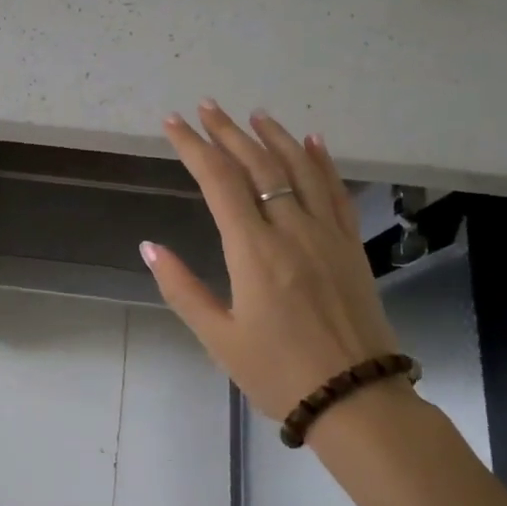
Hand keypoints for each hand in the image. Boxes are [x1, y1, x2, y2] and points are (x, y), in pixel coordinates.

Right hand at [142, 102, 403, 421]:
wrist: (356, 399)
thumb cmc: (278, 372)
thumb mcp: (218, 338)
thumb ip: (182, 288)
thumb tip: (150, 247)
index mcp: (254, 250)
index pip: (218, 181)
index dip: (194, 147)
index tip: (173, 123)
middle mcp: (291, 229)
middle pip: (258, 165)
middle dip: (227, 132)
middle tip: (205, 106)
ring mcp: (326, 234)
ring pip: (299, 169)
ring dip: (274, 136)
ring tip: (253, 114)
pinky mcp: (350, 245)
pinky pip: (335, 191)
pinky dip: (321, 161)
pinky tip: (312, 141)